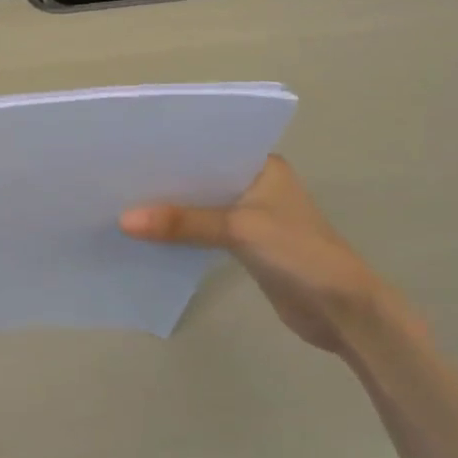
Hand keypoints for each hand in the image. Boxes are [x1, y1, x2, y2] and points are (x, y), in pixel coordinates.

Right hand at [121, 156, 397, 354]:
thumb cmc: (298, 253)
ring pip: (201, 206)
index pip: (210, 147)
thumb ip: (182, 223)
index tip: (130, 149)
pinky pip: (204, 232)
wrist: (341, 310)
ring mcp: (251, 217)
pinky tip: (148, 234)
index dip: (172, 149)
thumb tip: (123, 220)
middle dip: (165, 180)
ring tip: (122, 203)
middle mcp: (255, 185)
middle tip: (116, 177)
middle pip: (202, 178)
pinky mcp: (245, 246)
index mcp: (263, 166)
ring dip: (171, 209)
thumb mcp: (238, 229)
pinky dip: (181, 233)